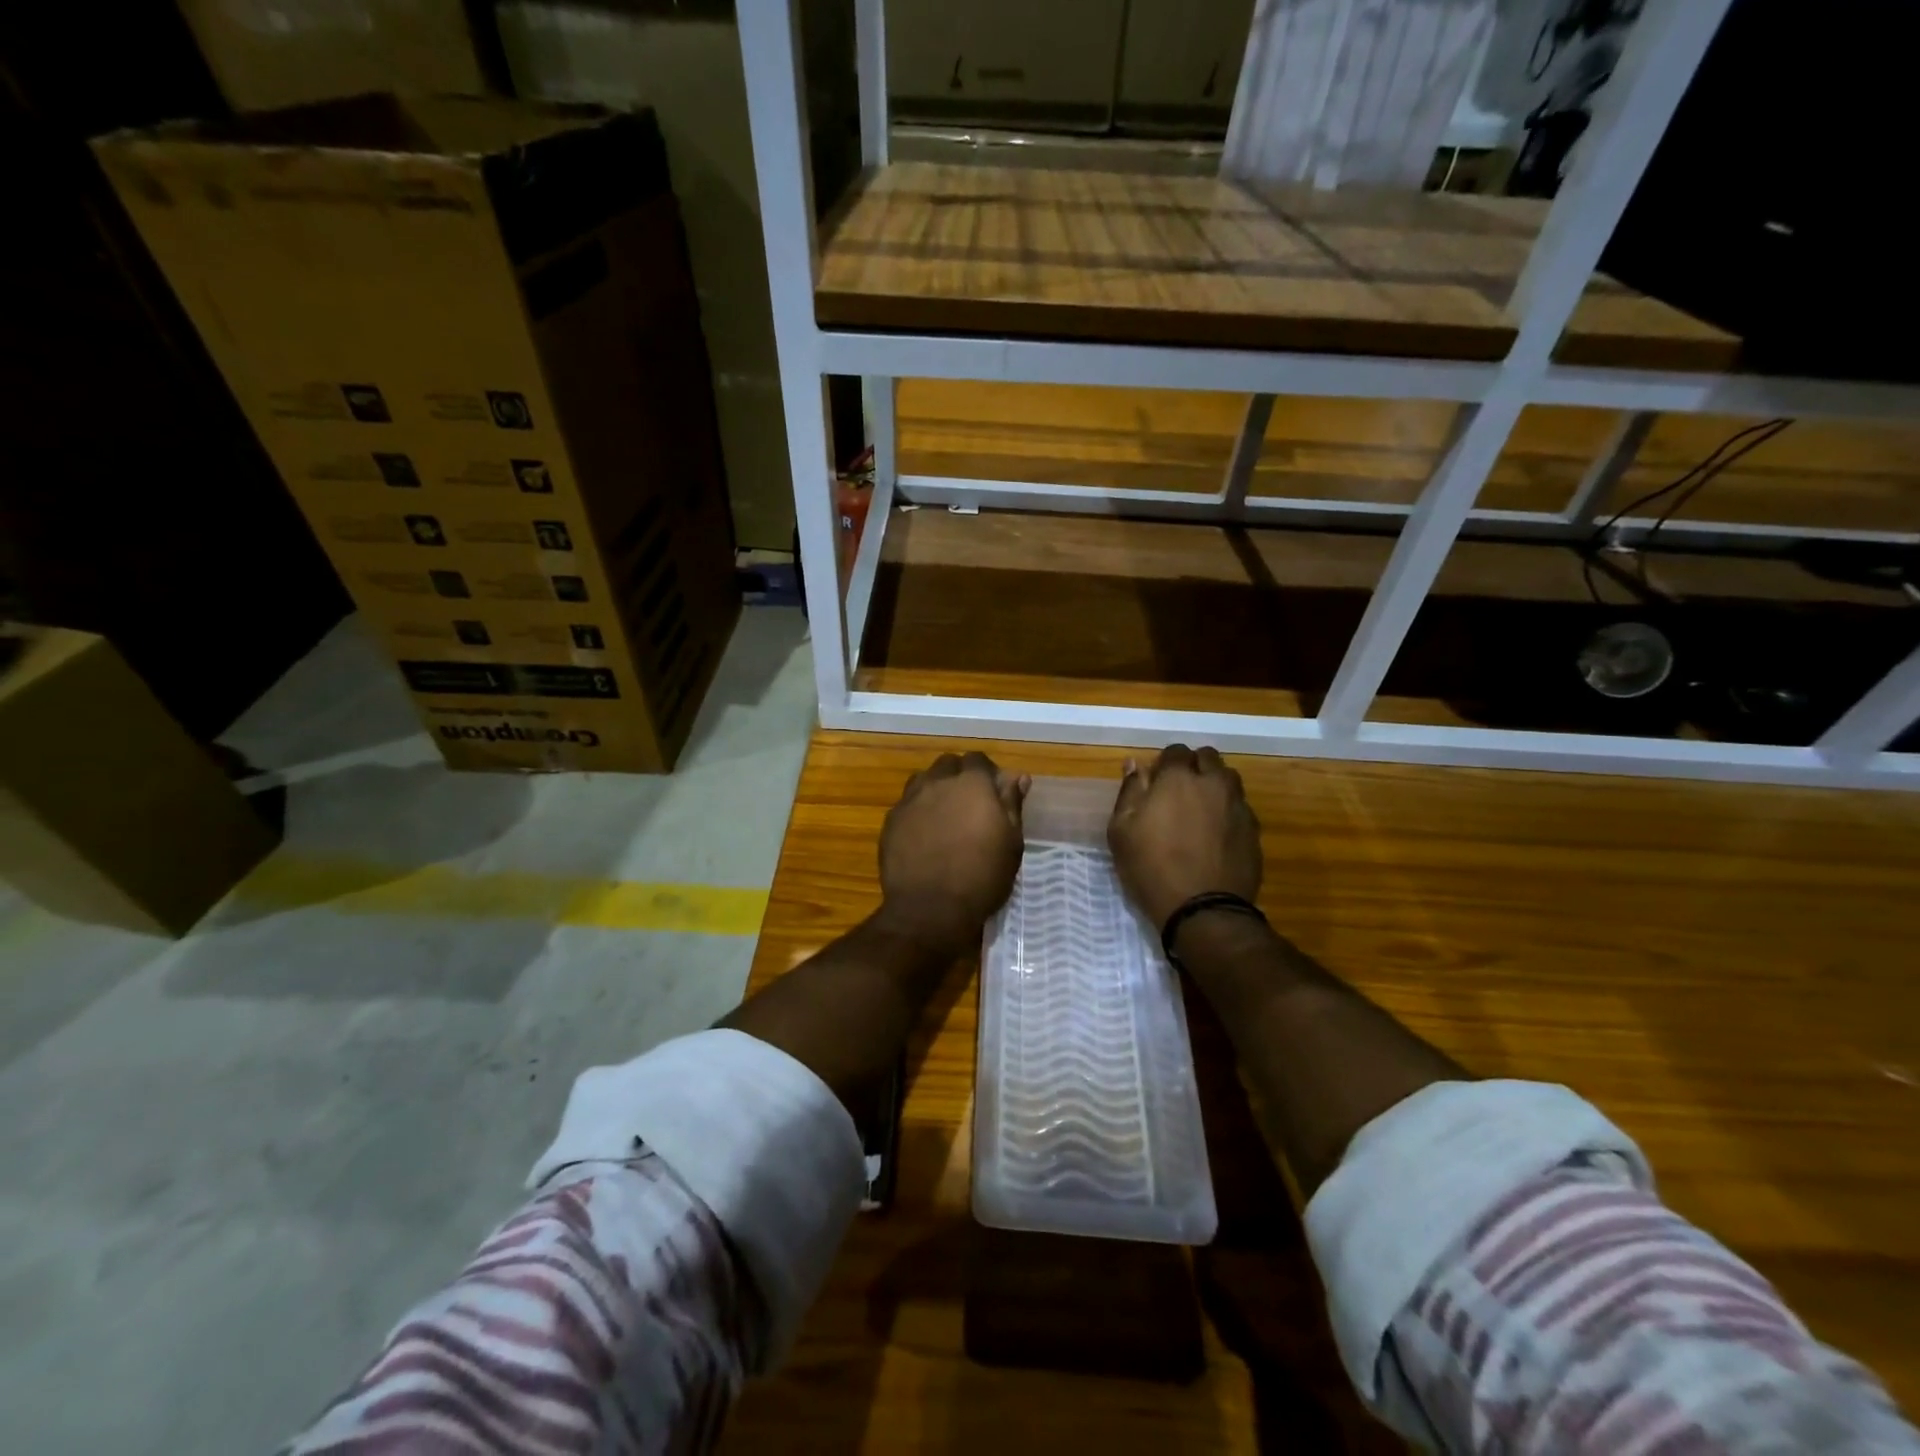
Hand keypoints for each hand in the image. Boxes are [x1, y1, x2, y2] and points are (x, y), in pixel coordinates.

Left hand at [879, 751, 1030, 950]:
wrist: (929, 909)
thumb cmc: (981, 877)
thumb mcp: (1011, 843)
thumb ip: (1012, 804)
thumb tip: (1017, 776)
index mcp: (972, 784)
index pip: (978, 760)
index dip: (986, 772)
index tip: (993, 792)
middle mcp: (938, 783)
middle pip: (948, 765)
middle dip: (959, 776)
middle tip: (969, 803)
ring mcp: (910, 800)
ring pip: (924, 780)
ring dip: (936, 789)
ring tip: (945, 815)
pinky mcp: (891, 821)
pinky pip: (907, 804)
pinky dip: (917, 810)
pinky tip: (924, 833)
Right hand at [1108, 744, 1261, 929]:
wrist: (1203, 910)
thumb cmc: (1151, 868)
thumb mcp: (1121, 831)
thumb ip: (1130, 792)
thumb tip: (1135, 764)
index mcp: (1178, 779)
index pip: (1175, 751)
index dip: (1164, 764)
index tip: (1156, 782)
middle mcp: (1213, 784)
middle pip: (1208, 758)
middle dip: (1194, 767)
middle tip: (1178, 792)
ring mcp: (1238, 806)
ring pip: (1229, 780)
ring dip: (1214, 785)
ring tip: (1200, 810)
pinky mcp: (1254, 830)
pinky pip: (1240, 808)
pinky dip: (1227, 811)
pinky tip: (1216, 834)